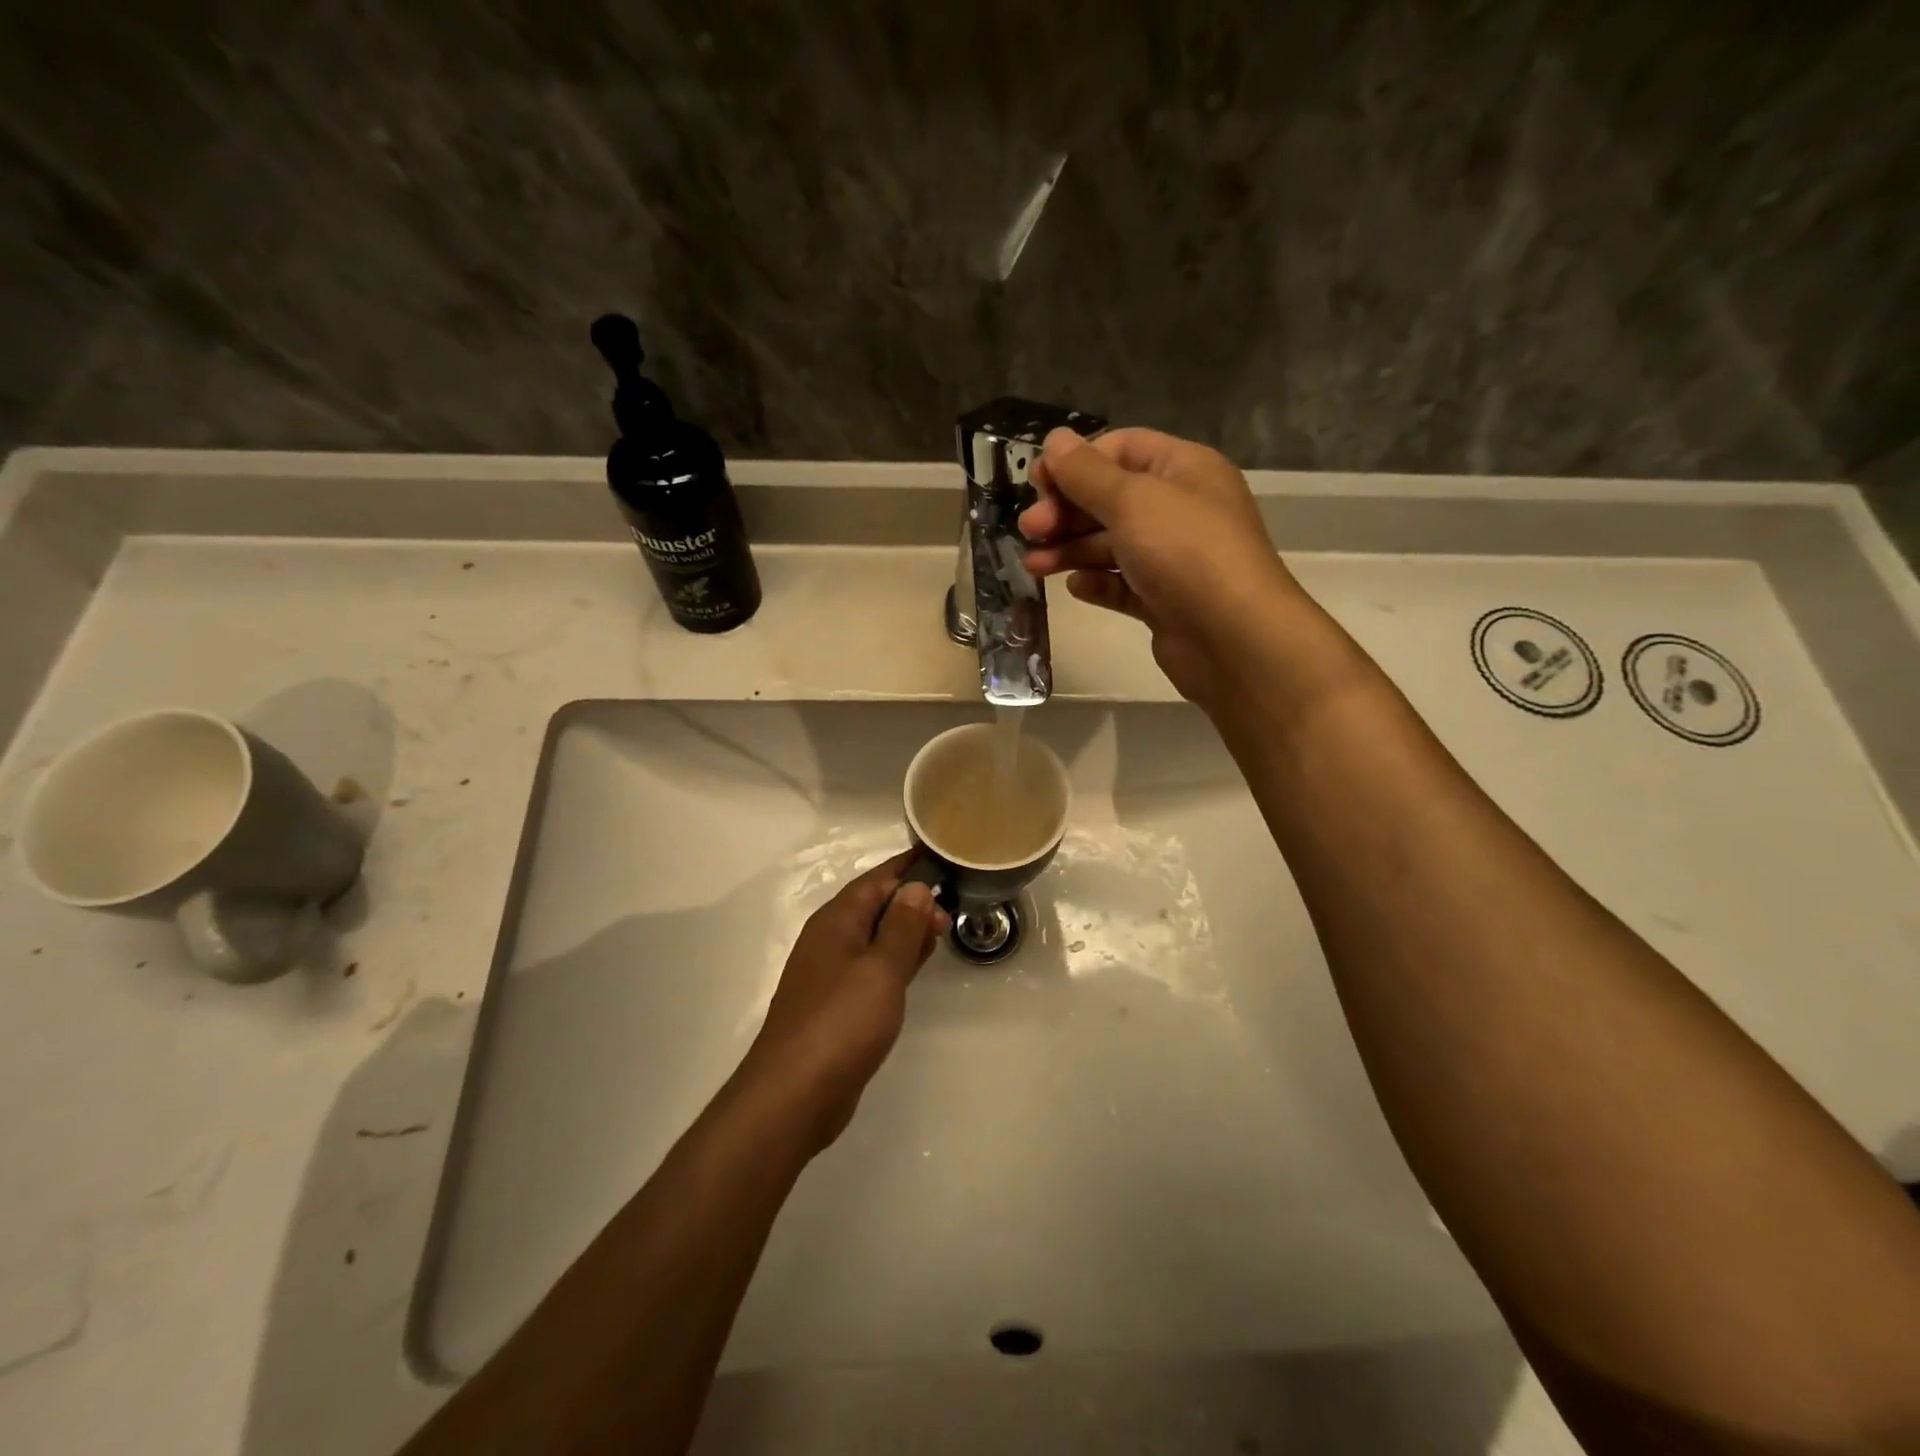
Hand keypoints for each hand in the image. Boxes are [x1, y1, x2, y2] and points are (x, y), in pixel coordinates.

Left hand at [740, 850, 949, 1150]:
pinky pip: (870, 967)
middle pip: (874, 905)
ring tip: (940, 932)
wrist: (793, 1095)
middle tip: (950, 912)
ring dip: (904, 931)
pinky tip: (914, 969)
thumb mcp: (881, 969)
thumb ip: (901, 927)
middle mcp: (830, 939)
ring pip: (873, 937)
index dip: (908, 866)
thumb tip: (914, 887)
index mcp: (837, 921)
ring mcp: (830, 973)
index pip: (877, 879)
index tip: (940, 856)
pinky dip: (894, 960)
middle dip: (911, 901)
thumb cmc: (841, 1023)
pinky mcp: (835, 1004)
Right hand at [1022, 427, 1302, 706]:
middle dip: (1066, 512)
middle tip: (1030, 530)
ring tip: (1034, 566)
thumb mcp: (1132, 501)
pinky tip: (1076, 588)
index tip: (1035, 484)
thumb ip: (1087, 473)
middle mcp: (1180, 509)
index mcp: (1183, 470)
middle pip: (1111, 500)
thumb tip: (1055, 440)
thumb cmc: (1185, 552)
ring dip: (1071, 550)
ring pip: (1111, 545)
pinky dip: (1097, 584)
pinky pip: (1122, 585)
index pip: (1121, 449)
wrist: (1234, 638)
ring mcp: (1173, 558)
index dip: (1076, 463)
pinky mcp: (1164, 601)